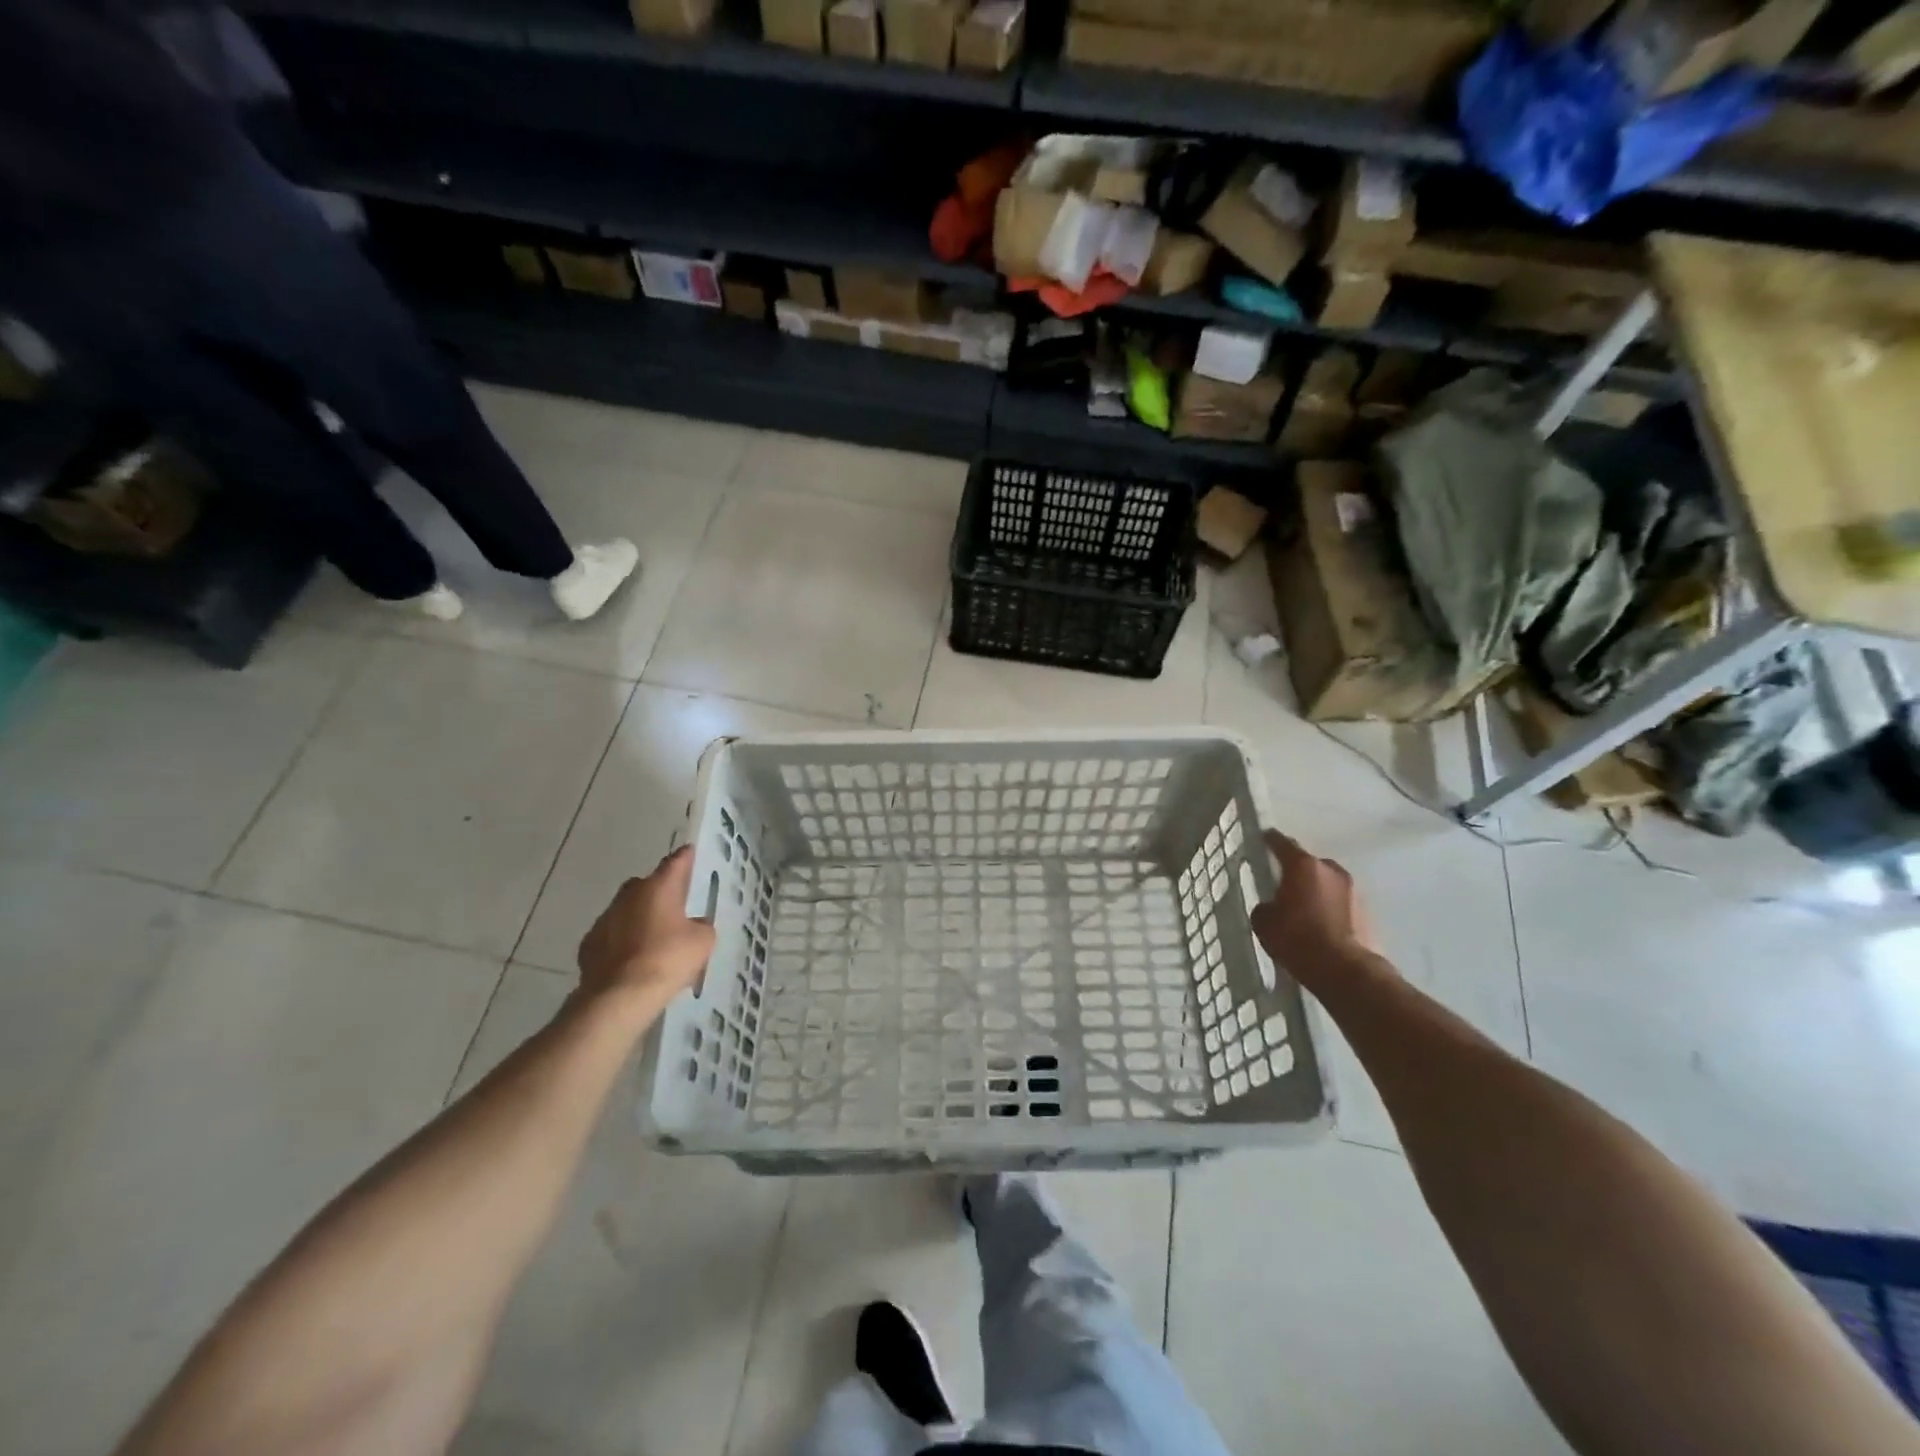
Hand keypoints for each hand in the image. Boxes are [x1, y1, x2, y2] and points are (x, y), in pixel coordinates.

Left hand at [577, 846, 715, 1007]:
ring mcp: (604, 919)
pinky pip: (612, 936)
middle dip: (661, 892)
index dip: (686, 858)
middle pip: (648, 885)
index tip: (691, 853)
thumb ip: (701, 926)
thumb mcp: (702, 942)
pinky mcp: (589, 945)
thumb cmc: (667, 960)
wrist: (619, 997)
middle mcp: (629, 895)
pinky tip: (633, 960)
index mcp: (659, 887)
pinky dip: (622, 942)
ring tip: (655, 939)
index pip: (676, 862)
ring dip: (640, 918)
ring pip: (627, 910)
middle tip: (676, 907)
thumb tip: (693, 925)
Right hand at [1250, 830, 1383, 977]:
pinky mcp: (1367, 911)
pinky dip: (1329, 907)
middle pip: (1309, 863)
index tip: (1264, 838)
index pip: (1282, 843)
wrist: (1345, 970)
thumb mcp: (1264, 923)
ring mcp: (1353, 890)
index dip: (1270, 840)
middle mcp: (1331, 870)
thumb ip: (1266, 906)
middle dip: (1297, 871)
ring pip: (1327, 883)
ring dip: (1316, 890)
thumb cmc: (1297, 939)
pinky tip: (1320, 924)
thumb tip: (1272, 906)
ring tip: (1303, 907)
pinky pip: (1340, 902)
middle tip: (1283, 883)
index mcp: (1303, 866)